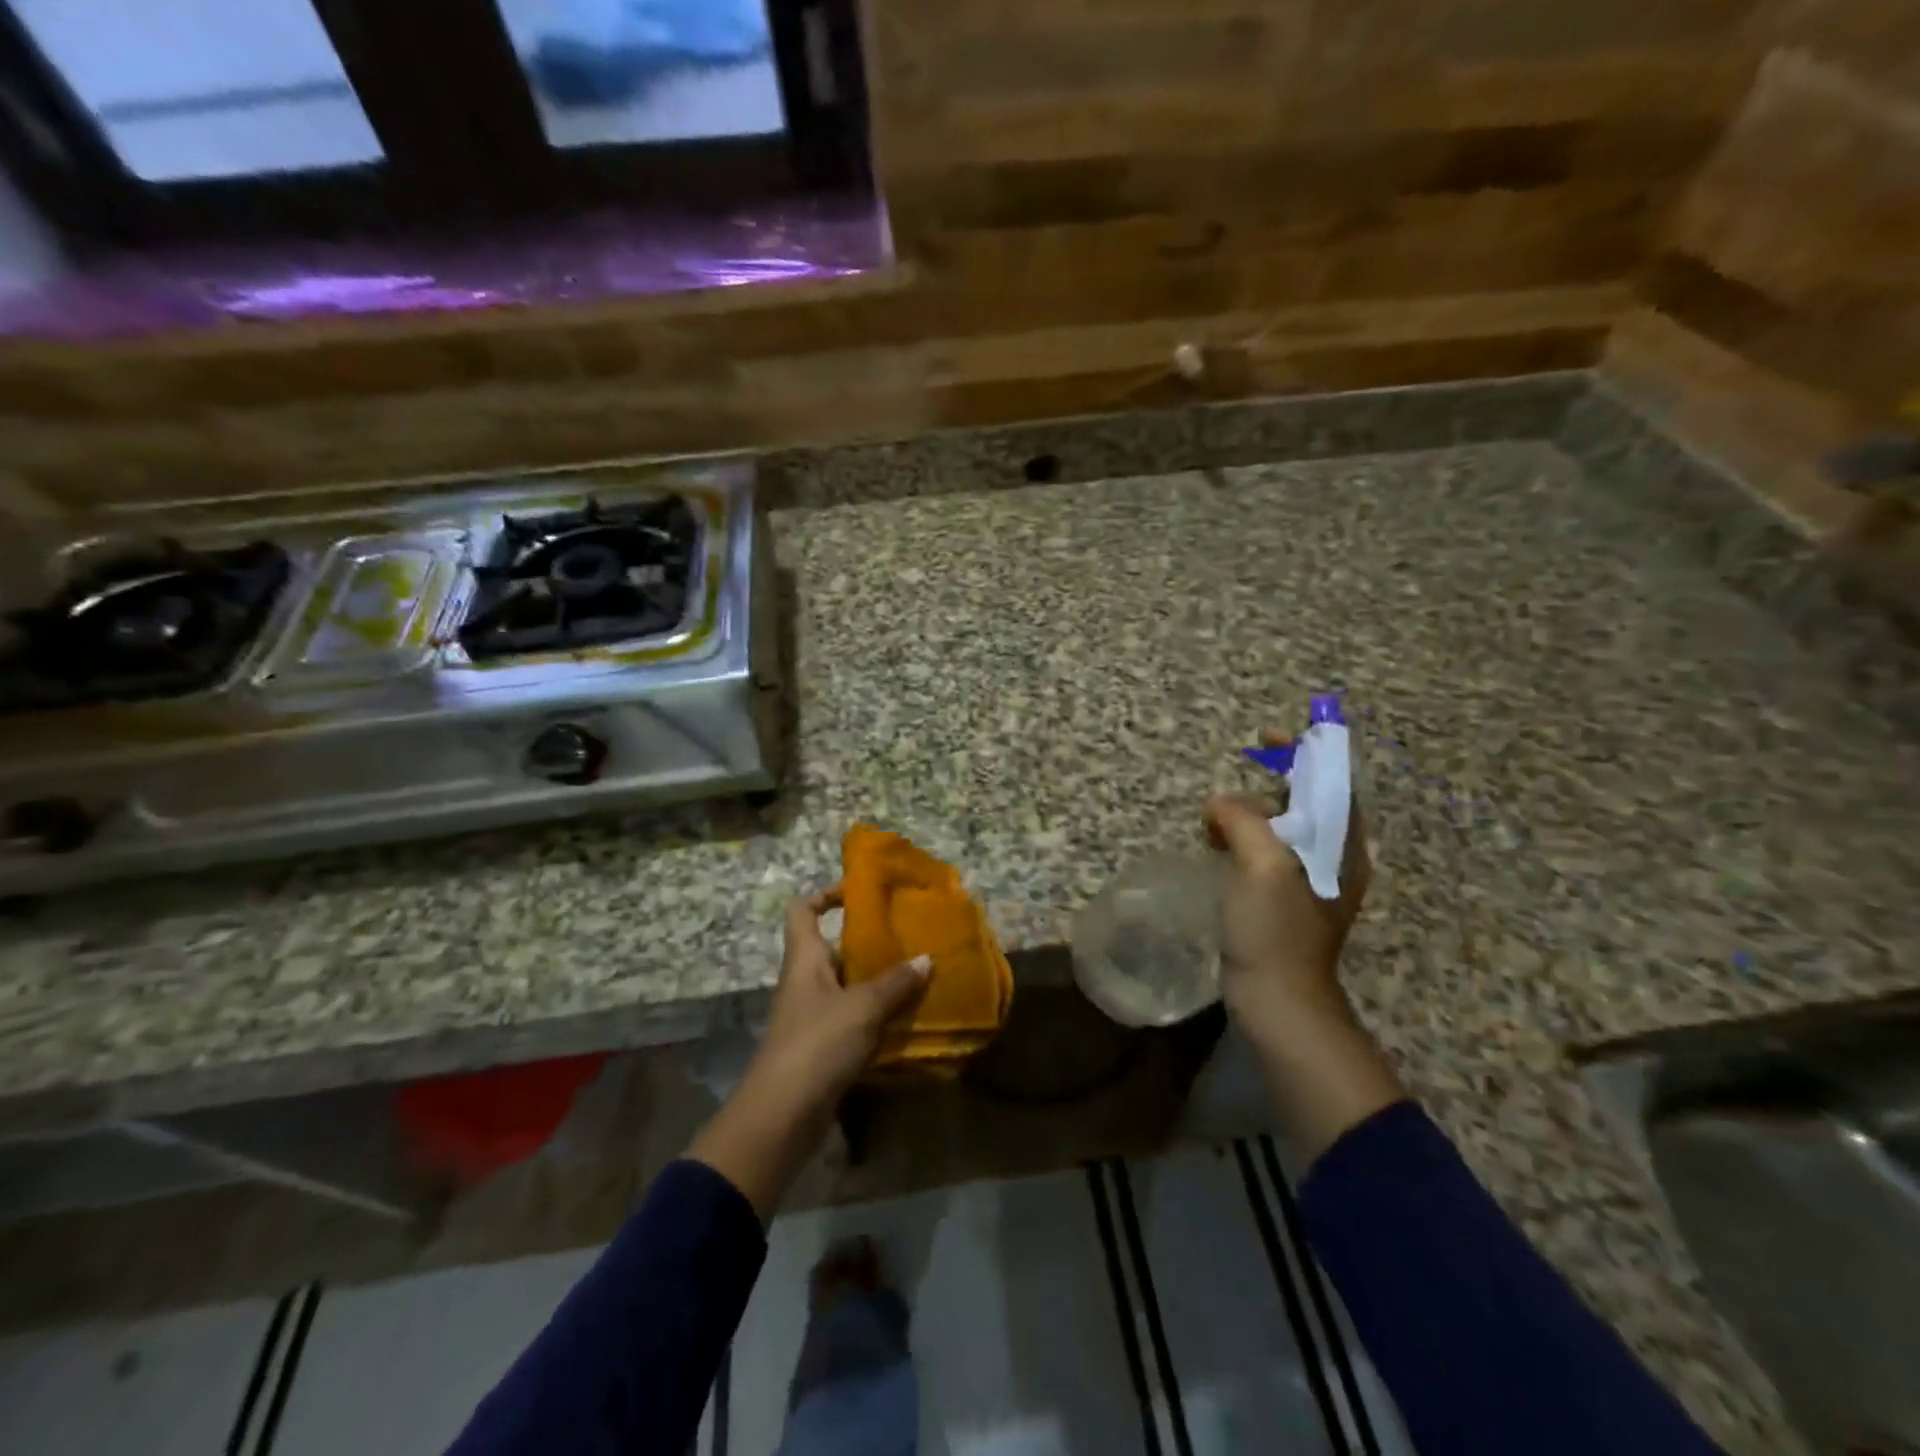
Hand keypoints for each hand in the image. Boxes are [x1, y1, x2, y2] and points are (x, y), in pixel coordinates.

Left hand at [689, 887, 929, 1222]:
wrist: (782, 1115)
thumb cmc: (817, 1044)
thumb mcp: (862, 1007)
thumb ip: (895, 983)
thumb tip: (926, 959)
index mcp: (805, 959)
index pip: (803, 911)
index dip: (826, 895)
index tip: (860, 892)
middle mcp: (807, 981)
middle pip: (834, 948)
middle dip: (869, 942)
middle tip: (910, 936)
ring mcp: (814, 1015)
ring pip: (849, 985)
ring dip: (879, 981)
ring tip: (919, 974)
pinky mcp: (824, 1046)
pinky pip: (855, 1018)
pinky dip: (878, 1016)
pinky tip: (909, 1018)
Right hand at [1205, 738, 1369, 1030]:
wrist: (1278, 999)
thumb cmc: (1275, 930)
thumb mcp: (1262, 865)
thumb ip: (1244, 820)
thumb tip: (1221, 806)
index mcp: (1340, 847)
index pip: (1331, 782)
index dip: (1306, 753)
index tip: (1271, 737)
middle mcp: (1331, 859)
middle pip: (1306, 803)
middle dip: (1269, 785)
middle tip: (1230, 786)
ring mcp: (1307, 881)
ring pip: (1281, 828)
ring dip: (1250, 815)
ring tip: (1216, 823)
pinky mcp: (1283, 900)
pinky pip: (1265, 852)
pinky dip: (1243, 840)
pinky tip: (1219, 848)